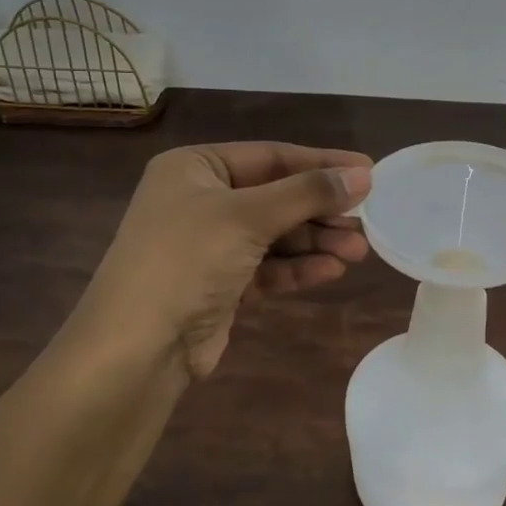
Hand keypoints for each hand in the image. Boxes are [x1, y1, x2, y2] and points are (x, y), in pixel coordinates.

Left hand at [76, 142, 372, 379]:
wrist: (136, 349)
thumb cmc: (186, 260)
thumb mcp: (248, 216)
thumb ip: (307, 193)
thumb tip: (363, 173)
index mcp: (195, 168)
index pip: (270, 156)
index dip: (321, 163)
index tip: (369, 170)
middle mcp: (200, 201)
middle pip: (276, 196)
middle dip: (321, 210)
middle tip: (366, 220)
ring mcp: (209, 246)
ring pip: (275, 235)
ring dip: (316, 241)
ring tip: (358, 251)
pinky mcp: (220, 285)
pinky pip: (268, 268)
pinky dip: (298, 269)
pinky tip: (331, 270)